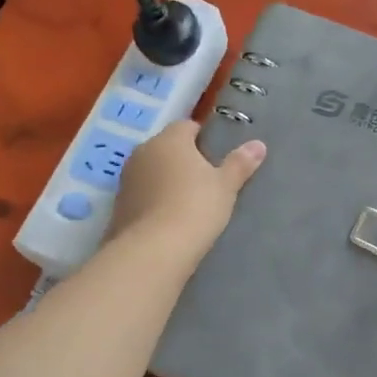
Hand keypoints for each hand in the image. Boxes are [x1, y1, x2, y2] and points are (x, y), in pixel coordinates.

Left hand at [109, 120, 265, 261]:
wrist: (154, 250)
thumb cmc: (196, 207)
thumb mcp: (226, 186)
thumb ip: (240, 163)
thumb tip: (259, 144)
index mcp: (169, 140)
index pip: (186, 126)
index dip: (201, 138)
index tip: (214, 155)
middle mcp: (143, 152)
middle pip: (166, 147)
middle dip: (181, 158)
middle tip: (204, 179)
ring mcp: (126, 180)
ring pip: (150, 171)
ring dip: (164, 180)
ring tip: (186, 201)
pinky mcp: (118, 206)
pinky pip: (141, 195)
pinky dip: (152, 201)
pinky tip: (167, 219)